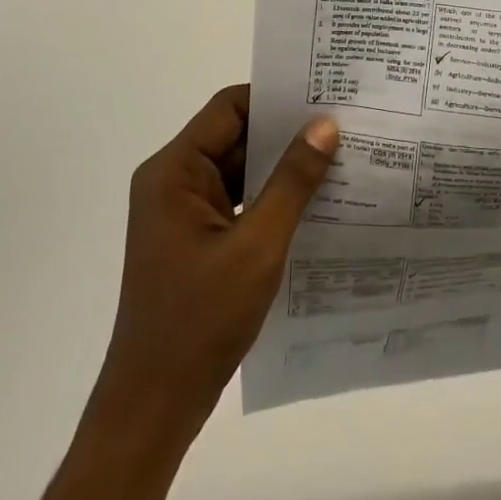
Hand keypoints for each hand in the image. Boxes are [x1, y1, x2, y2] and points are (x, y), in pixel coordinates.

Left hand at [91, 86, 337, 446]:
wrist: (155, 404)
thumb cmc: (200, 319)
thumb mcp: (257, 245)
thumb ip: (293, 181)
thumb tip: (325, 125)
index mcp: (174, 172)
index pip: (229, 109)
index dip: (275, 98)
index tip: (325, 96)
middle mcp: (174, 182)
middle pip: (235, 137)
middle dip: (286, 133)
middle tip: (345, 124)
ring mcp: (184, 213)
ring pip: (240, 171)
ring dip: (283, 168)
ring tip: (341, 158)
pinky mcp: (196, 240)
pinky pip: (239, 201)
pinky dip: (273, 198)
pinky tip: (317, 202)